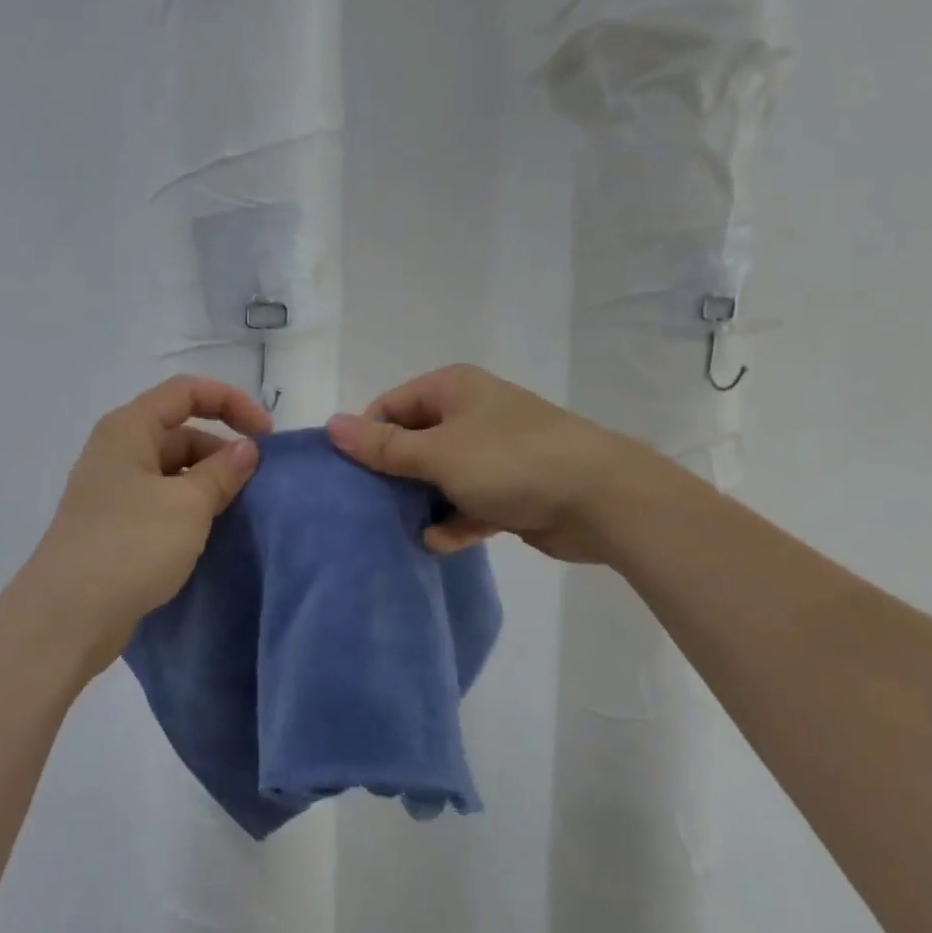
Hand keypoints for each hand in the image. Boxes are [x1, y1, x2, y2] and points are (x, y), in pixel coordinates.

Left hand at [14, 376, 271, 679]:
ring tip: (239, 513)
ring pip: (173, 471)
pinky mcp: (115, 526)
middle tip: (257, 486)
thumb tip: (247, 449)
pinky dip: (190, 509)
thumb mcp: (188, 504)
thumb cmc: (130, 546)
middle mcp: (118, 451)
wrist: (66, 617)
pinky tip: (210, 535)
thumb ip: (223, 471)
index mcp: (129, 428)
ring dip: (208, 484)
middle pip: (181, 431)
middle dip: (222, 451)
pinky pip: (162, 502)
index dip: (232, 403)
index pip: (187, 391)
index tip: (267, 437)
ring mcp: (113, 491)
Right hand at [326, 364, 624, 562]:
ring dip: (422, 503)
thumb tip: (331, 425)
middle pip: (413, 443)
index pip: (390, 407)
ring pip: (439, 477)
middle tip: (368, 508)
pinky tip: (439, 543)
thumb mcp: (438, 452)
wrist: (600, 499)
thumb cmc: (511, 461)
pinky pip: (468, 504)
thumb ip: (383, 446)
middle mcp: (471, 415)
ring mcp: (492, 454)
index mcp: (452, 389)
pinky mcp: (509, 491)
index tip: (352, 476)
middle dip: (393, 476)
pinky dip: (454, 522)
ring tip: (398, 529)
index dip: (368, 439)